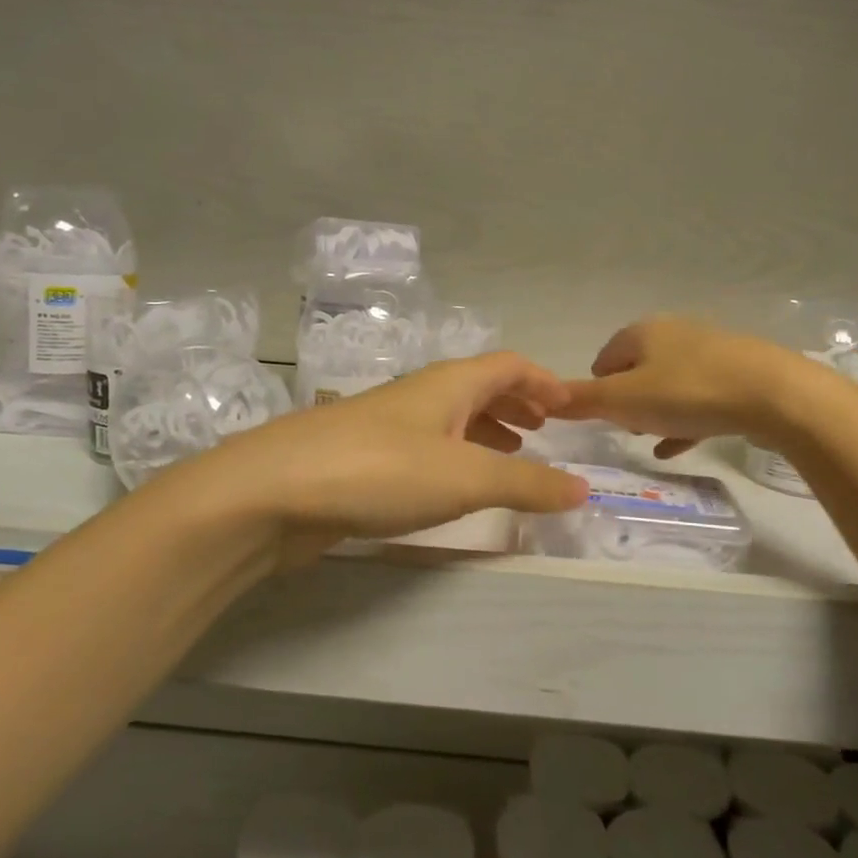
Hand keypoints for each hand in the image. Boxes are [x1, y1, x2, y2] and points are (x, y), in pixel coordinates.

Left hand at [201, 352, 588, 551]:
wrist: (273, 492)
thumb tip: (584, 488)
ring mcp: (386, 426)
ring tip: (510, 459)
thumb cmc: (380, 470)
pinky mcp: (362, 460)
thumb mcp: (466, 477)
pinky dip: (453, 460)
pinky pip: (425, 450)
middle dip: (516, 406)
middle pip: (478, 388)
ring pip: (450, 420)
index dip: (542, 381)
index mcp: (448, 384)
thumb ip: (528, 483)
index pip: (507, 365)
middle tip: (544, 433)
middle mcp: (419, 396)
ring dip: (486, 433)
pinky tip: (452, 489)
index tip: (569, 407)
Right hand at [557, 316, 814, 456]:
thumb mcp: (624, 400)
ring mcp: (709, 353)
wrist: (775, 394)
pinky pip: (699, 400)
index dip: (595, 389)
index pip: (603, 358)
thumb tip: (544, 401)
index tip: (599, 419)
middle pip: (637, 370)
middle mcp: (674, 333)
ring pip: (669, 385)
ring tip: (648, 439)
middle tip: (624, 429)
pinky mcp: (737, 375)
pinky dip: (684, 421)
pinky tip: (676, 447)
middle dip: (626, 400)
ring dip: (655, 411)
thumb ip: (583, 401)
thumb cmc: (688, 392)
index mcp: (642, 332)